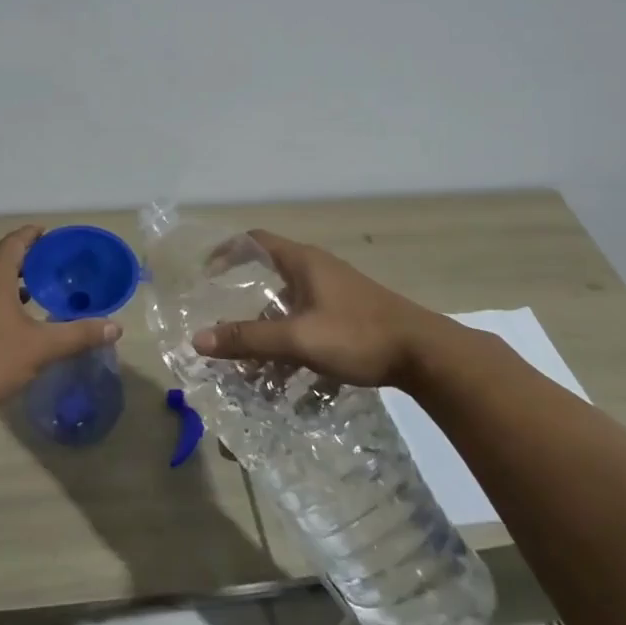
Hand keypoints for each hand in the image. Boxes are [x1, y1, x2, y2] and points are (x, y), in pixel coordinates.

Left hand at [0, 225, 120, 423]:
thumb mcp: (41, 348)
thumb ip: (79, 334)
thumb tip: (116, 327)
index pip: (14, 243)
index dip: (32, 235)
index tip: (47, 233)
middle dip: (25, 263)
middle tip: (50, 269)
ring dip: (7, 286)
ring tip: (32, 298)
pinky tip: (5, 327)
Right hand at [192, 230, 484, 392]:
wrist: (426, 354)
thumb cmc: (358, 335)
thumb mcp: (297, 338)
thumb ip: (248, 339)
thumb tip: (199, 339)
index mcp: (302, 262)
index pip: (254, 240)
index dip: (227, 251)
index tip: (206, 274)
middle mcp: (316, 270)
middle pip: (269, 279)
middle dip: (245, 308)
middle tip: (225, 330)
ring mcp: (335, 293)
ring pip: (289, 309)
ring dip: (270, 336)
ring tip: (253, 370)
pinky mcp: (350, 315)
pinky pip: (309, 325)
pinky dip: (293, 347)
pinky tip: (291, 384)